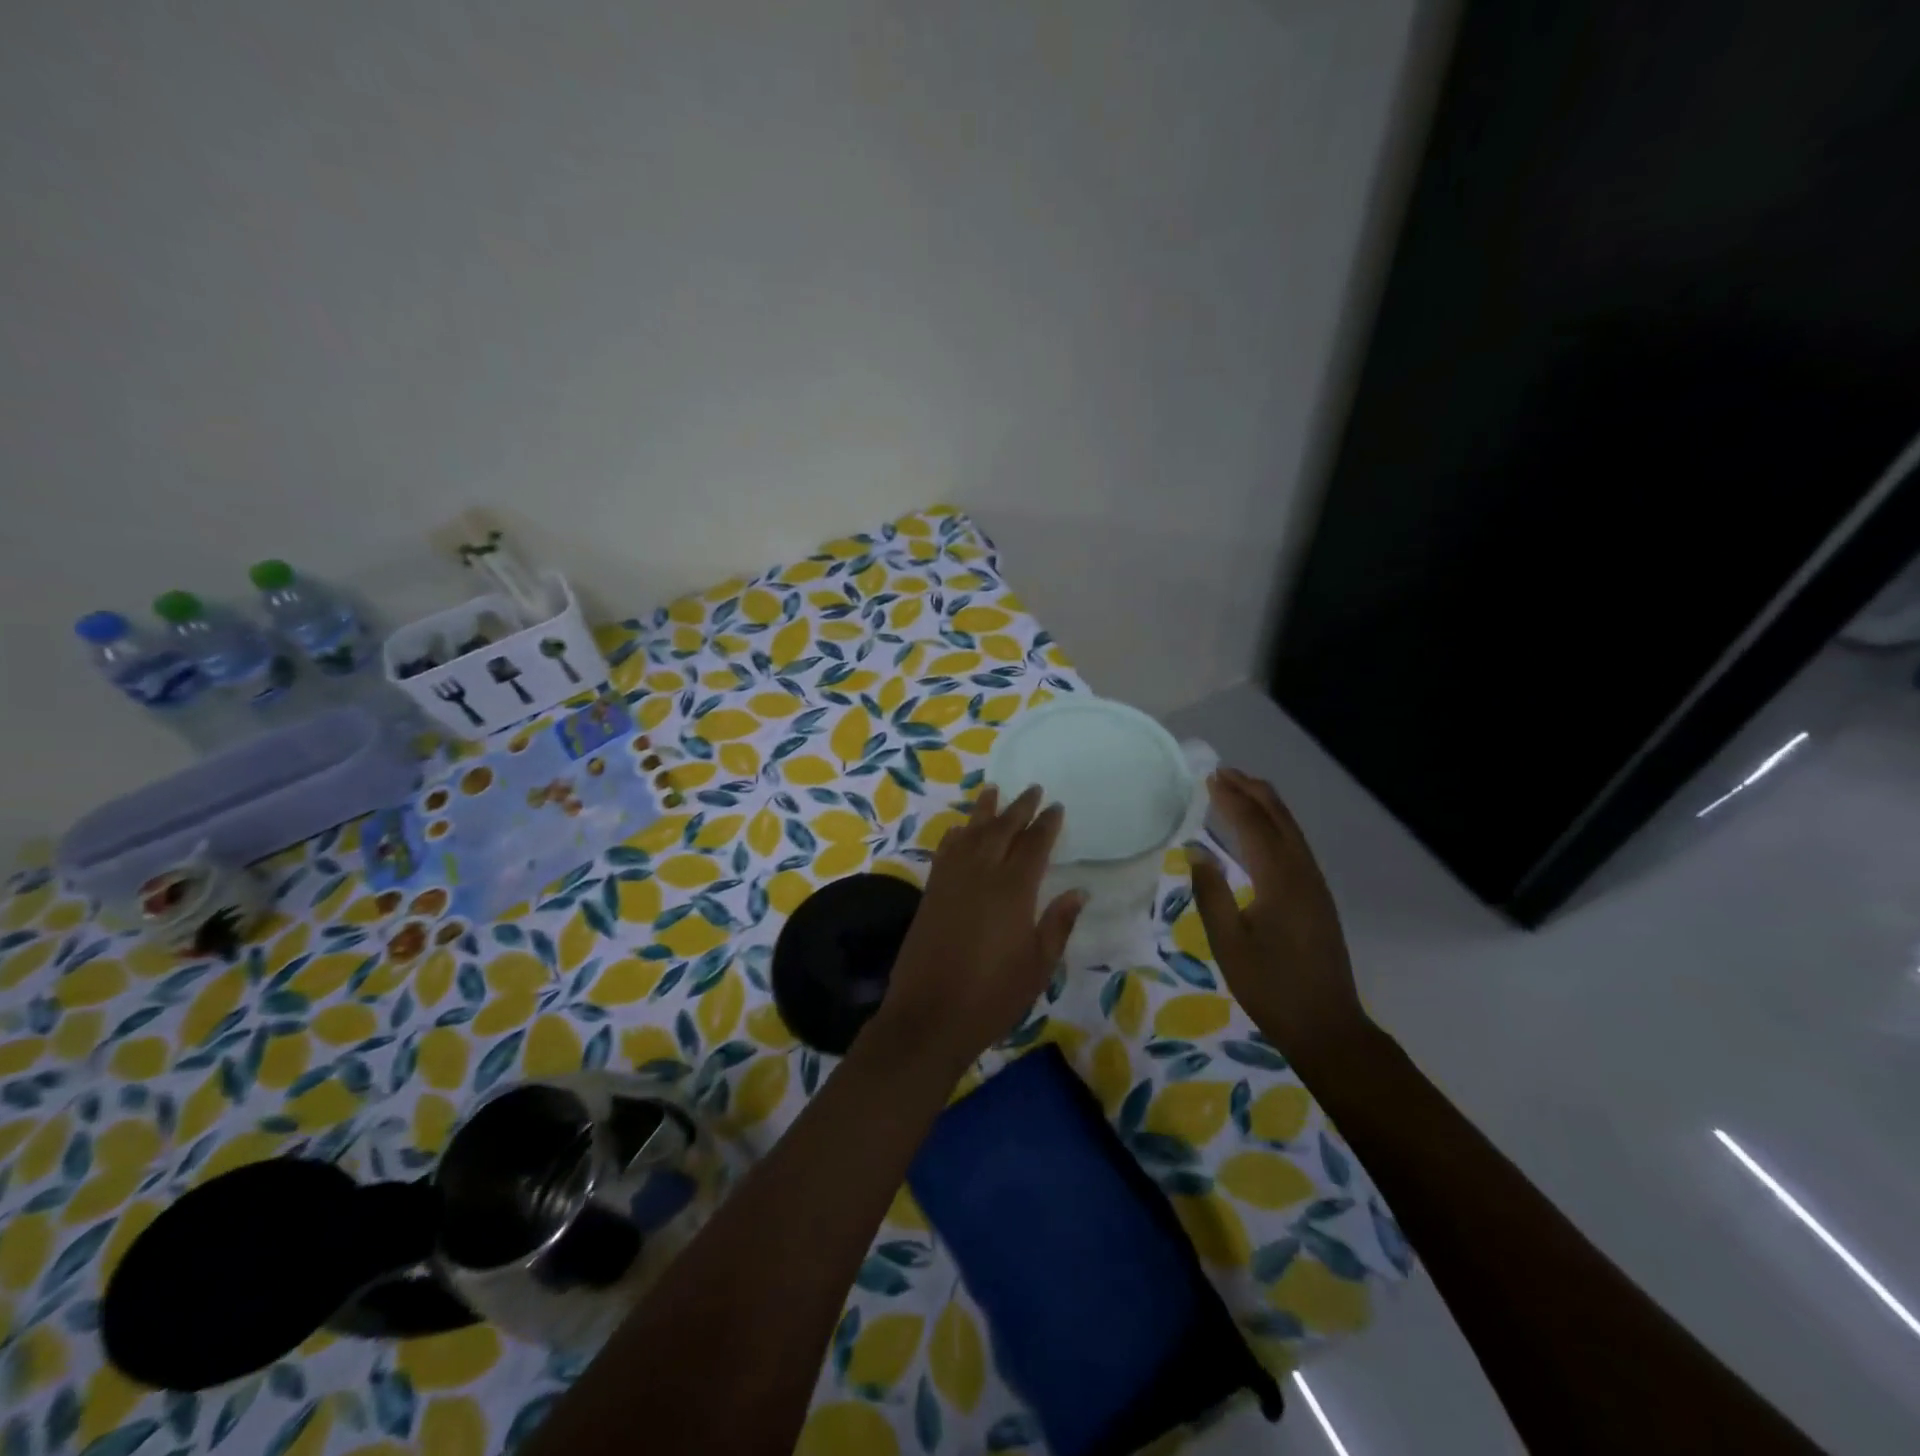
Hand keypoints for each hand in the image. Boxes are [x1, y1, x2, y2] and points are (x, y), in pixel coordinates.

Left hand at [868, 785, 1083, 1077]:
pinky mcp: (931, 893)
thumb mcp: (1038, 965)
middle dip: (1018, 808)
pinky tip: (958, 830)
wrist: (930, 1015)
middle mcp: (981, 874)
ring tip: (992, 790)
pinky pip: (945, 852)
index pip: (1034, 845)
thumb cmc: (993, 995)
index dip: (1046, 824)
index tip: (1055, 806)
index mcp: (1013, 889)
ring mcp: (951, 881)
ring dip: (983, 812)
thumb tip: (1079, 892)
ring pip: (969, 833)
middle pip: (1001, 829)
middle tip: (1031, 789)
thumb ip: (1058, 924)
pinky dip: (954, 836)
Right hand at [1186, 767, 1366, 1062]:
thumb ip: (1211, 892)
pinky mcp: (1317, 896)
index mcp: (1279, 879)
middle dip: (1252, 791)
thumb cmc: (1270, 986)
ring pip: (1291, 830)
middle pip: (1279, 818)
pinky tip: (1262, 830)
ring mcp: (1314, 884)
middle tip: (1223, 772)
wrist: (1326, 1025)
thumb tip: (1195, 849)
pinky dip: (1276, 824)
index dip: (1231, 798)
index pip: (1253, 824)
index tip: (1209, 777)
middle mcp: (1302, 872)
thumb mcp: (1228, 942)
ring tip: (1240, 789)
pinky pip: (1295, 845)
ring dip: (1266, 805)